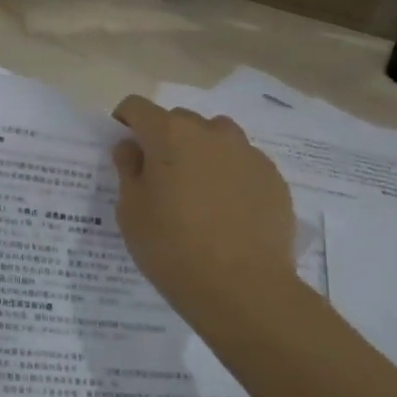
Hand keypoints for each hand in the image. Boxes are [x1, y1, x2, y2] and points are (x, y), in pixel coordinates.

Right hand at [111, 96, 297, 328]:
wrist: (243, 288)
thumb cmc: (172, 249)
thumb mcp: (131, 212)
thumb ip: (128, 170)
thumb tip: (131, 147)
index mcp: (169, 134)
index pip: (138, 107)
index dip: (125, 122)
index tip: (124, 148)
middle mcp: (210, 132)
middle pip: (179, 121)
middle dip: (165, 140)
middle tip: (160, 179)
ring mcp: (247, 152)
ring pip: (216, 139)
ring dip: (201, 153)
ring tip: (198, 194)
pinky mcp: (272, 177)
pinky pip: (243, 164)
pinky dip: (230, 176)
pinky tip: (228, 213)